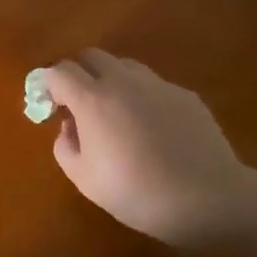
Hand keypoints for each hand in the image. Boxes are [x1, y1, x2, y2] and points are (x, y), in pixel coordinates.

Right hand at [44, 50, 256, 244]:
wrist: (209, 200)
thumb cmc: (138, 193)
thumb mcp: (85, 180)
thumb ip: (65, 147)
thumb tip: (69, 128)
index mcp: (92, 99)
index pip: (59, 71)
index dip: (48, 83)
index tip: (48, 104)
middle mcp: (122, 81)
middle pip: (91, 56)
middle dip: (79, 73)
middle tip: (80, 103)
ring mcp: (157, 85)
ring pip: (125, 66)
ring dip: (112, 80)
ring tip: (117, 112)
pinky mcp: (186, 96)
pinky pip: (154, 86)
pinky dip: (144, 97)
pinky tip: (154, 128)